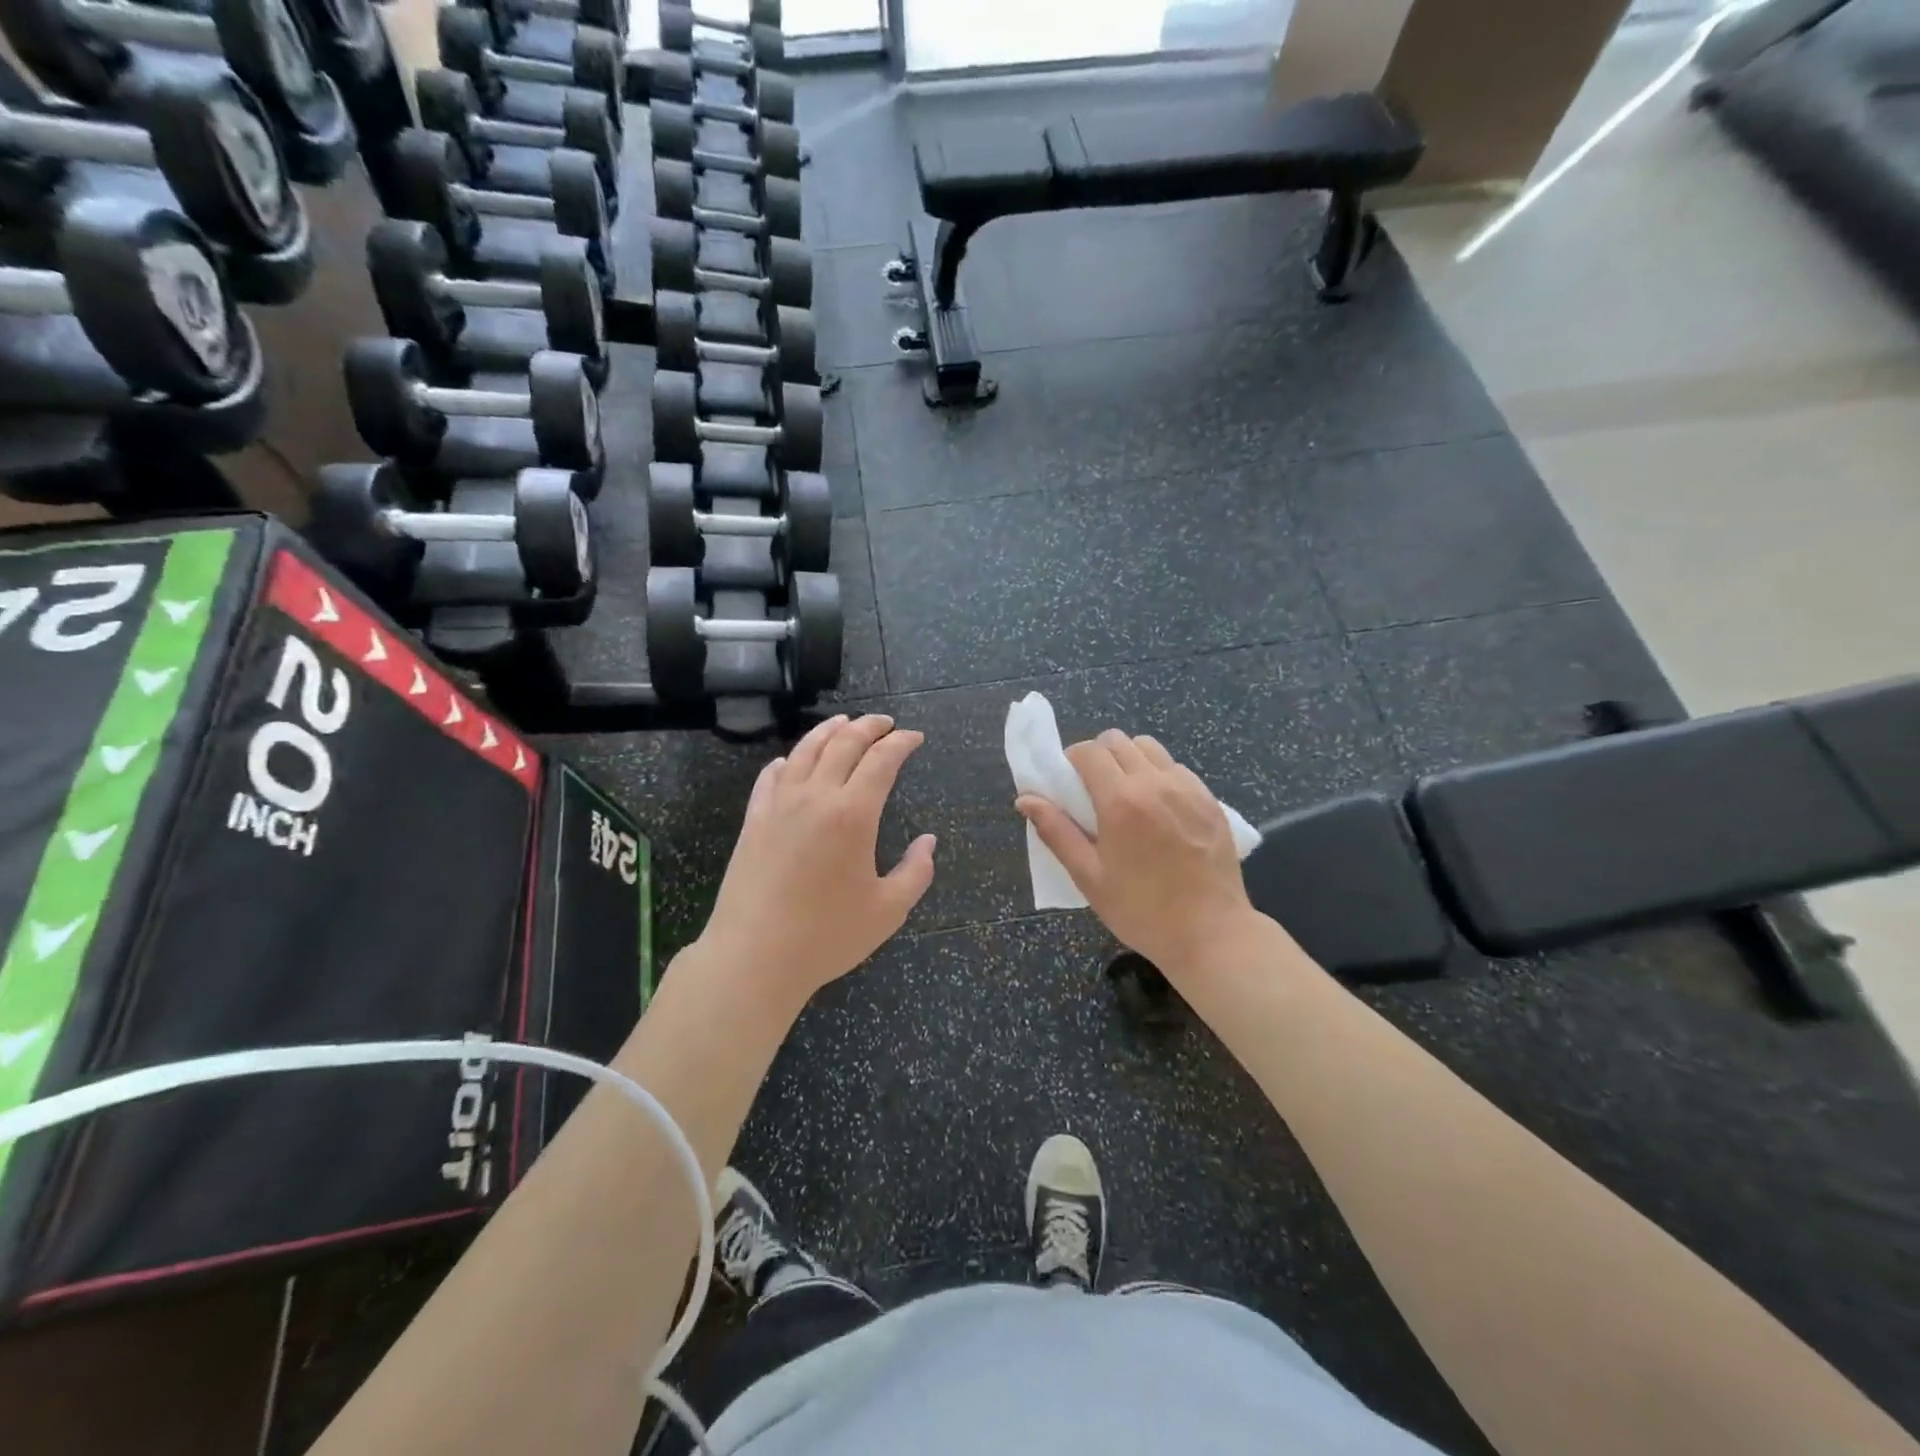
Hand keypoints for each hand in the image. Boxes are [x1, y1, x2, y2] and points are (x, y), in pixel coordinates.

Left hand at [702, 714, 935, 1003]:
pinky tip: (792, 761)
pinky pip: (771, 776)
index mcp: (853, 814)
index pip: (882, 760)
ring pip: (806, 751)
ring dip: (829, 730)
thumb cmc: (827, 936)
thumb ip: (916, 871)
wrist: (754, 956)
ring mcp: (779, 805)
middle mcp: (816, 797)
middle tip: (886, 723)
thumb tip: (928, 841)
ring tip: (844, 722)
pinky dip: (788, 760)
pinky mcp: (753, 820)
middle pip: (844, 743)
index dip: (901, 743)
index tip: (914, 737)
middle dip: (869, 726)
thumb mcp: (888, 910)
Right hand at [1017, 731, 1256, 976]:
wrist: (1210, 933)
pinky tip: (1159, 808)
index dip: (1072, 758)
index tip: (1068, 781)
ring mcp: (1188, 788)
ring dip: (1130, 759)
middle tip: (1093, 788)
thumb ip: (1056, 832)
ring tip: (1127, 793)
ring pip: (1150, 747)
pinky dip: (1160, 774)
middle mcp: (1155, 783)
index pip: (1089, 751)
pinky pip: (1177, 768)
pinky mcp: (1210, 800)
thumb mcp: (1089, 876)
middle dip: (1099, 755)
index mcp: (1120, 801)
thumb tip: (1025, 799)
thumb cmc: (1141, 910)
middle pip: (1118, 741)